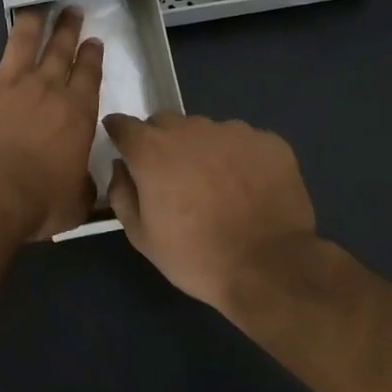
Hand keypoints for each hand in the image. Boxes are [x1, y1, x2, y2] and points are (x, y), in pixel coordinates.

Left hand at [0, 8, 103, 240]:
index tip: (93, 40)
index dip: (91, 55)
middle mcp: (45, 87)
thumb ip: (82, 185)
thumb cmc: (38, 201)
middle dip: (67, 27)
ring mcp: (6, 81)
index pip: (89, 74)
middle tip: (70, 9)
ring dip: (28, 24)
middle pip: (60, 48)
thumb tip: (85, 183)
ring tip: (33, 10)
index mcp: (75, 111)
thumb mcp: (75, 201)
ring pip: (21, 42)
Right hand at [103, 112, 344, 331]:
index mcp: (151, 150)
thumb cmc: (196, 256)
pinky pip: (242, 141)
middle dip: (161, 142)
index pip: (123, 124)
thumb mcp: (141, 236)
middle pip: (164, 123)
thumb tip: (121, 168)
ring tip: (216, 185)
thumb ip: (121, 194)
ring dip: (201, 149)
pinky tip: (248, 187)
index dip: (120, 134)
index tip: (124, 149)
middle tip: (173, 177)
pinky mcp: (268, 141)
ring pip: (205, 130)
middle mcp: (189, 129)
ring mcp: (232, 131)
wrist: (271, 268)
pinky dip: (238, 157)